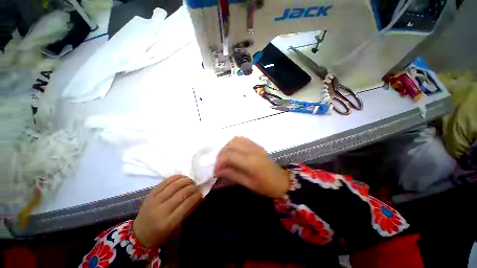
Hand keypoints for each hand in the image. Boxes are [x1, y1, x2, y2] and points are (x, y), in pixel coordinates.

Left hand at [133, 175, 201, 247]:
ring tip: (190, 181)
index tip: (201, 193)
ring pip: (174, 185)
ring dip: (185, 180)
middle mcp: (161, 210)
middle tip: (196, 186)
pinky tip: (182, 177)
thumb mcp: (176, 227)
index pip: (187, 204)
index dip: (196, 196)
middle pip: (181, 193)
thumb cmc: (161, 234)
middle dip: (192, 187)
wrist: (139, 234)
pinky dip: (175, 177)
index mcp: (168, 222)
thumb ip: (188, 211)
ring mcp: (154, 201)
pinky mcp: (150, 194)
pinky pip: (165, 182)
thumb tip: (199, 197)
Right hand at [214, 137, 289, 197]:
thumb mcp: (249, 184)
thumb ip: (233, 175)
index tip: (216, 171)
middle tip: (219, 164)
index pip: (229, 155)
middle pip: (231, 145)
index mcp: (251, 162)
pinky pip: (243, 139)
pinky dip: (234, 143)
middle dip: (221, 153)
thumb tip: (218, 172)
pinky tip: (233, 151)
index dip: (219, 162)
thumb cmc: (267, 186)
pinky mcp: (257, 145)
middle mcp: (252, 150)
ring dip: (227, 147)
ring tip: (225, 157)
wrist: (283, 180)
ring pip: (236, 139)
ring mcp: (256, 146)